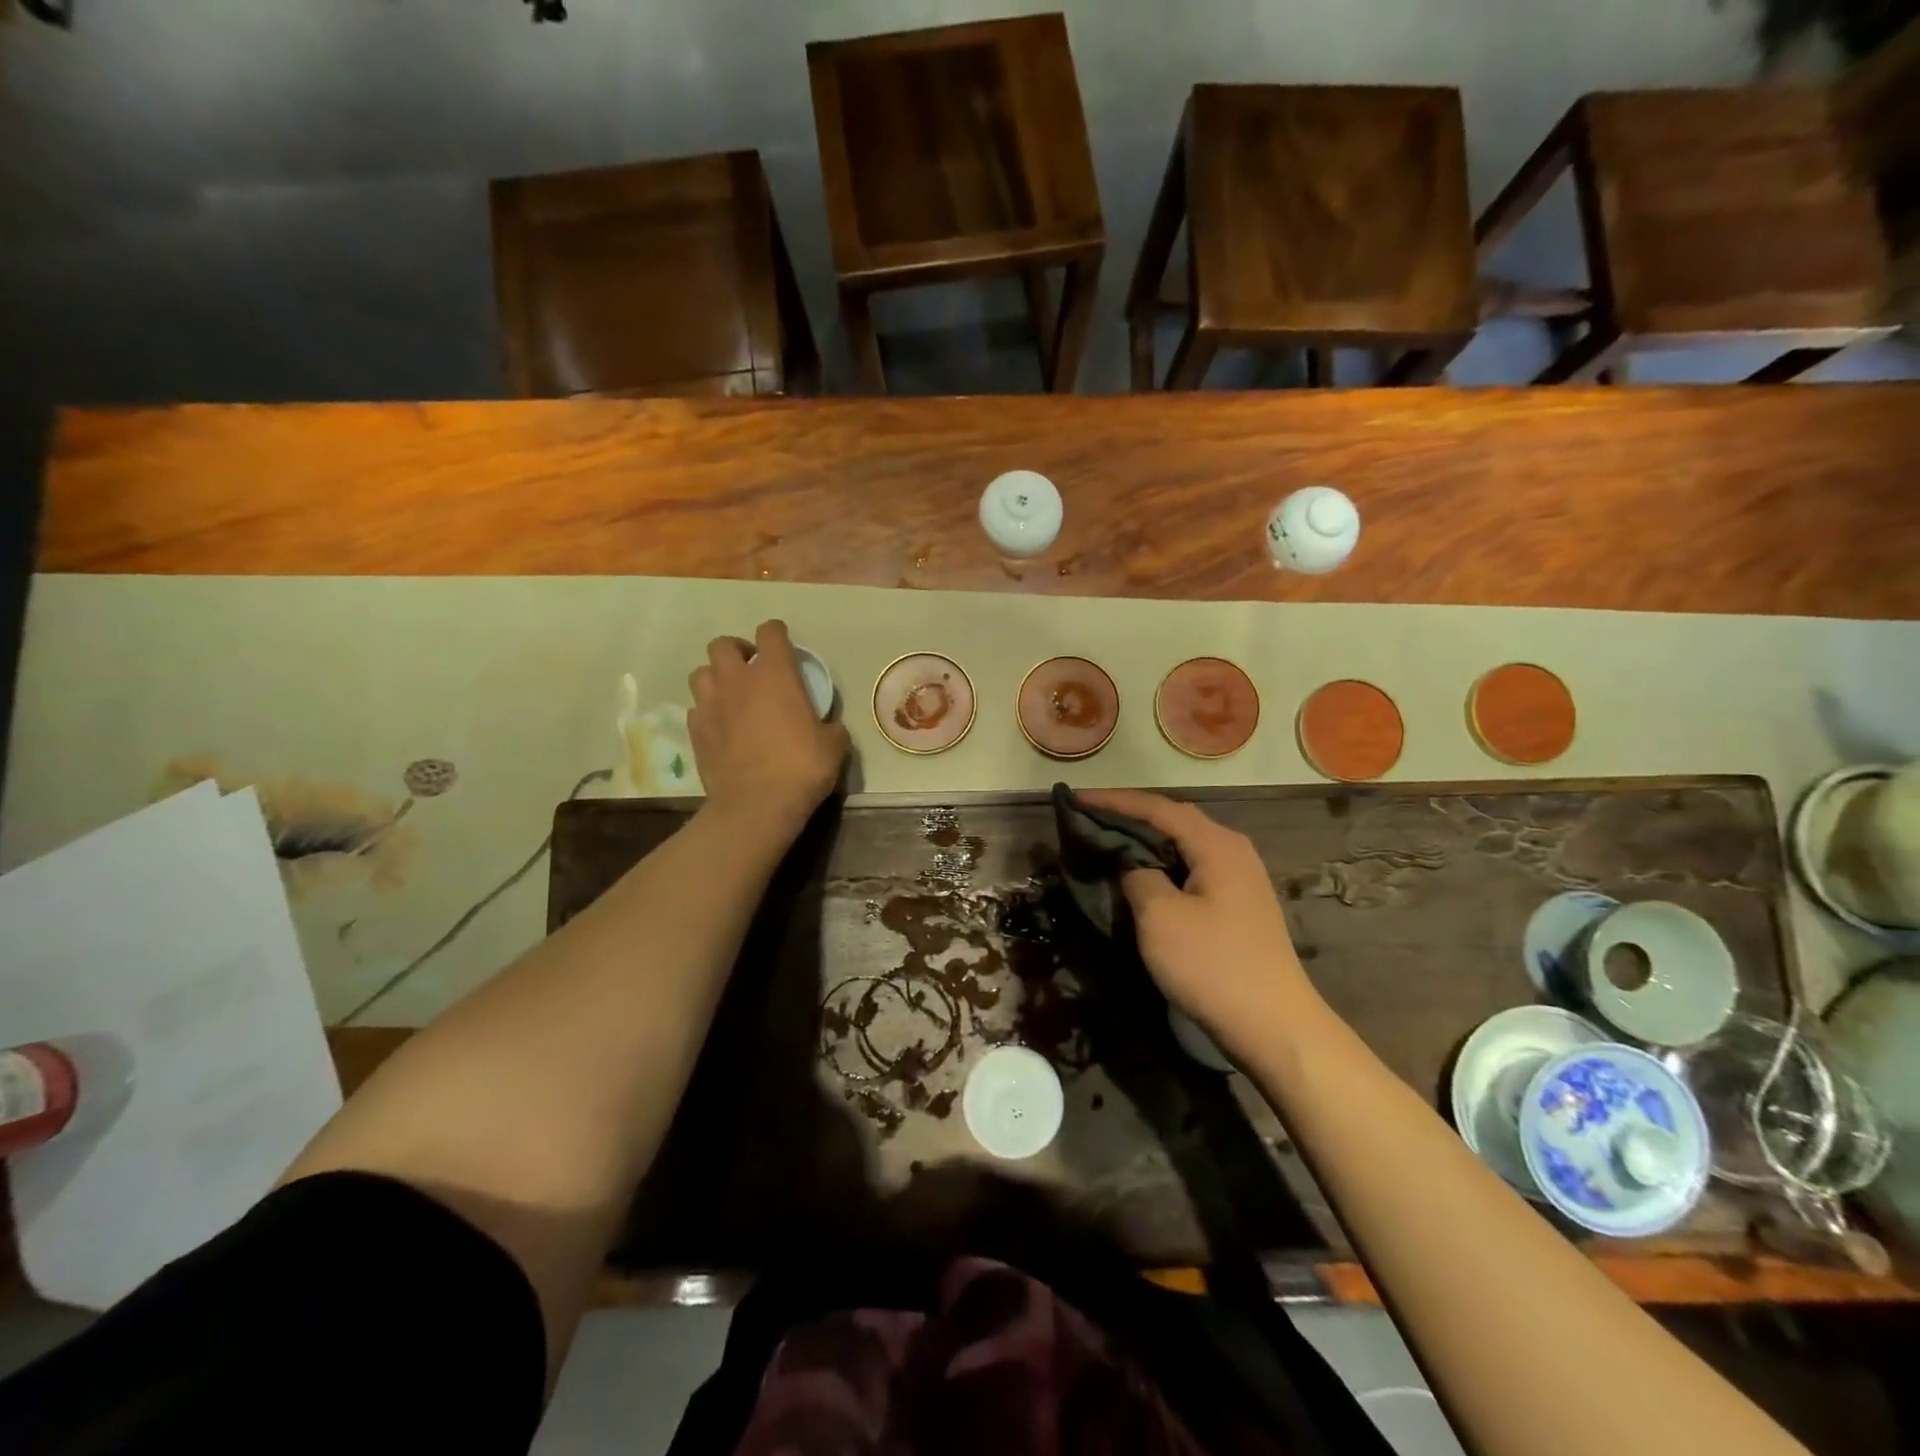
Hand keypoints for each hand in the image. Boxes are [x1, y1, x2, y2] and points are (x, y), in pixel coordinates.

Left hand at [687, 620, 848, 842]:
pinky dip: (708, 711)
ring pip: (701, 673)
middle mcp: (738, 681)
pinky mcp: (696, 732)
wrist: (757, 805)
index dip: (776, 633)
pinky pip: (696, 709)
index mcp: (775, 675)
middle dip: (737, 651)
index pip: (770, 633)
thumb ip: (830, 726)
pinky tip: (721, 726)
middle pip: (723, 645)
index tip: (783, 643)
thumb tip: (828, 727)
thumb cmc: (802, 767)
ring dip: (716, 678)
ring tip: (731, 695)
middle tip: (752, 669)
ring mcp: (711, 705)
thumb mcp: (834, 745)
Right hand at [1075, 789, 1318, 1051]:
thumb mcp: (1160, 917)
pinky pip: (1193, 869)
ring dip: (1147, 841)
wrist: (1275, 1027)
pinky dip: (1163, 865)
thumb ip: (1138, 876)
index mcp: (1217, 844)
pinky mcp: (1239, 906)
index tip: (1076, 799)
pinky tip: (1143, 877)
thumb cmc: (1213, 966)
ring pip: (1184, 846)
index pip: (1158, 808)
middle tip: (1089, 818)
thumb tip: (1131, 863)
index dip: (1114, 801)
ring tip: (1109, 842)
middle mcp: (1233, 851)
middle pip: (1174, 820)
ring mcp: (1241, 879)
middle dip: (1130, 816)